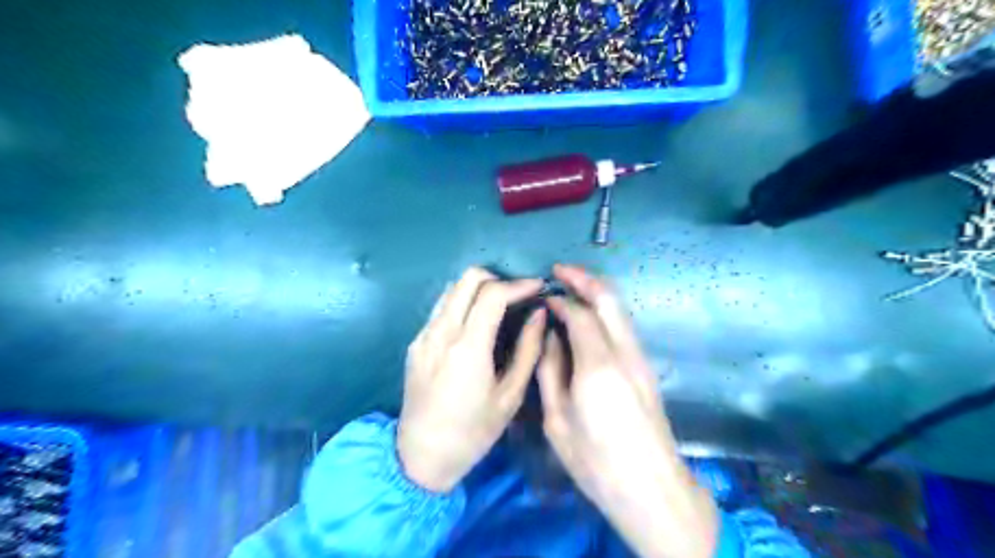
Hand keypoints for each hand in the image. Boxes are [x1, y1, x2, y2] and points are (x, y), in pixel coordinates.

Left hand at [399, 267, 543, 489]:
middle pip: (468, 278)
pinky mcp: (416, 343)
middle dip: (498, 279)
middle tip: (518, 296)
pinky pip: (442, 308)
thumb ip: (528, 350)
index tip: (538, 287)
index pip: (492, 294)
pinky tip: (477, 325)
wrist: (421, 456)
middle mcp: (441, 332)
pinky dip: (464, 303)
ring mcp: (424, 335)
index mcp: (467, 348)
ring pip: (453, 289)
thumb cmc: (473, 433)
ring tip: (500, 307)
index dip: (519, 284)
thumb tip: (539, 315)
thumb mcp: (510, 396)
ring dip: (479, 289)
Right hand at [537, 263, 714, 557]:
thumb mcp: (557, 419)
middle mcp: (624, 353)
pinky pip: (623, 326)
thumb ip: (550, 370)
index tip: (543, 296)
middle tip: (560, 271)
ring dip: (596, 293)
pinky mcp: (646, 368)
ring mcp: (640, 359)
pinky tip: (588, 318)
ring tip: (571, 288)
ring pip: (619, 310)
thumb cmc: (596, 461)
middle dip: (584, 279)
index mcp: (598, 366)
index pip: (580, 314)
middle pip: (608, 299)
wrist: (651, 489)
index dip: (560, 300)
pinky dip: (604, 311)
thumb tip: (550, 336)